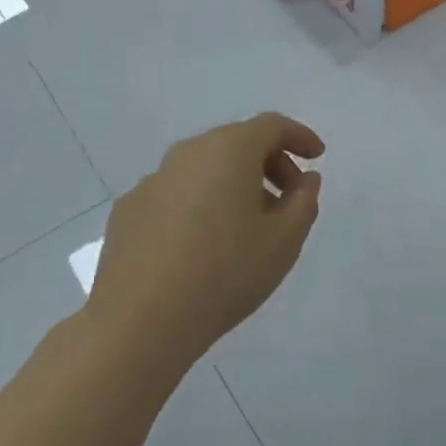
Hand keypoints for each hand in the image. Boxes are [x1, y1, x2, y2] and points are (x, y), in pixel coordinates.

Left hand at [88, 113, 324, 364]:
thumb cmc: (226, 274)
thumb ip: (303, 201)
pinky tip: (201, 244)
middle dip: (269, 162)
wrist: (142, 320)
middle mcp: (186, 154)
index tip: (316, 157)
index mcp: (228, 151)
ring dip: (233, 183)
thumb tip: (305, 179)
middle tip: (288, 198)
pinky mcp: (128, 210)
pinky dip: (198, 203)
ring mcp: (152, 180)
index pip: (271, 125)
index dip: (299, 136)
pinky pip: (176, 193)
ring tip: (246, 226)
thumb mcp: (284, 241)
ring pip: (203, 168)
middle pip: (236, 142)